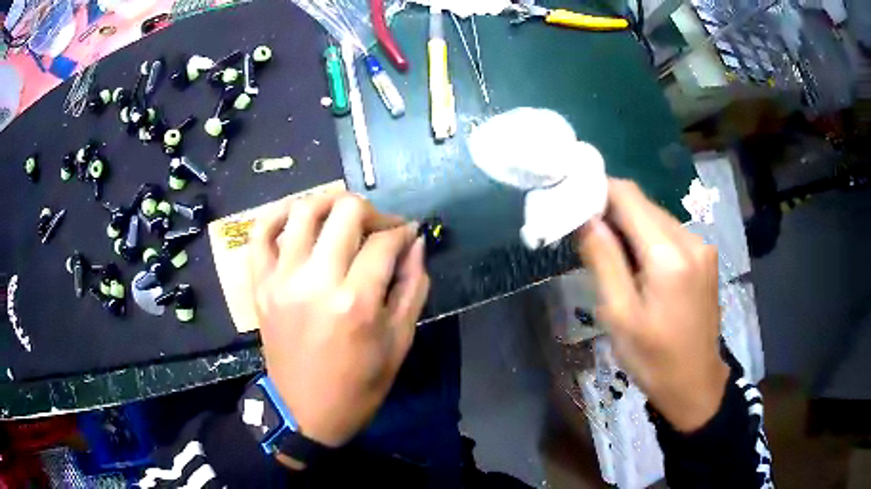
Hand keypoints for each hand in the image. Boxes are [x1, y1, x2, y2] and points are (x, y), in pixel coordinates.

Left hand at [249, 191, 429, 453]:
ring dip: (329, 202)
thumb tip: (416, 243)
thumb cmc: (360, 384)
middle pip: (345, 213)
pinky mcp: (260, 286)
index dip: (402, 231)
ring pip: (303, 211)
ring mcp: (281, 280)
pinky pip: (260, 234)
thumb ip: (413, 287)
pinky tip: (296, 213)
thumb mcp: (399, 342)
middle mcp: (315, 282)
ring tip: (343, 214)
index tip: (408, 234)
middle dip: (371, 211)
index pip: (384, 242)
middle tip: (379, 227)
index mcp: (356, 303)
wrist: (307, 412)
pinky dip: (276, 213)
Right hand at [577, 179, 728, 431]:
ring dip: (630, 227)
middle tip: (587, 238)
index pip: (628, 196)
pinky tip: (640, 267)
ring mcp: (702, 246)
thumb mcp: (619, 316)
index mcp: (668, 256)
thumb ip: (603, 260)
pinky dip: (648, 239)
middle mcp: (691, 239)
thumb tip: (586, 218)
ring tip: (613, 259)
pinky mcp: (705, 256)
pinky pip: (670, 232)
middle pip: (643, 204)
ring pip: (656, 217)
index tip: (574, 205)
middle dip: (612, 212)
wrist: (696, 382)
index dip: (598, 191)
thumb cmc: (653, 358)